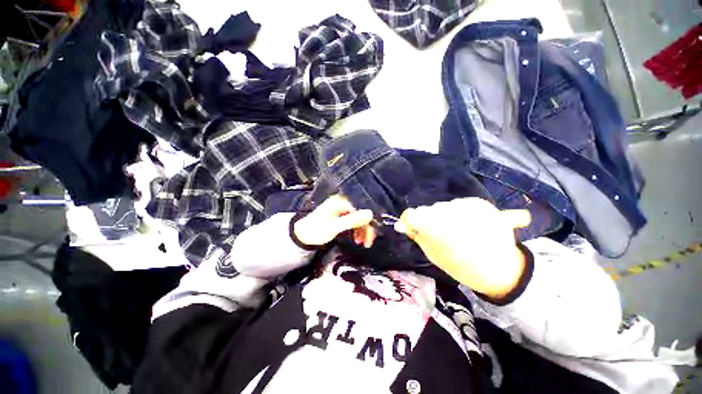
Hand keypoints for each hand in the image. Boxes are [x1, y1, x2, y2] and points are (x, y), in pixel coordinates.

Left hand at [294, 195, 376, 247]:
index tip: (372, 235)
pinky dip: (356, 230)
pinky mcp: (341, 216)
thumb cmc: (316, 230)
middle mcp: (343, 202)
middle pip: (361, 214)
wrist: (302, 236)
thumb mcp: (335, 226)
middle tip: (367, 243)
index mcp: (341, 201)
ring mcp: (342, 209)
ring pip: (358, 218)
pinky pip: (353, 221)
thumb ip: (352, 220)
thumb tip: (370, 213)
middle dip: (365, 229)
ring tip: (361, 243)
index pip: (361, 209)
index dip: (368, 222)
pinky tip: (356, 238)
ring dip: (361, 231)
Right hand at [395, 198, 530, 298]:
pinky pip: (458, 204)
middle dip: (428, 221)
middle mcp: (452, 212)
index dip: (408, 221)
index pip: (413, 215)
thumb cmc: (465, 268)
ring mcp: (469, 206)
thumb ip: (418, 236)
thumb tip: (403, 225)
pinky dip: (458, 213)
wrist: (505, 272)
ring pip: (442, 206)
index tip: (410, 230)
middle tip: (437, 236)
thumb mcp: (434, 256)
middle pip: (428, 210)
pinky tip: (466, 224)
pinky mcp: (481, 203)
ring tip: (455, 232)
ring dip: (443, 217)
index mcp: (439, 228)